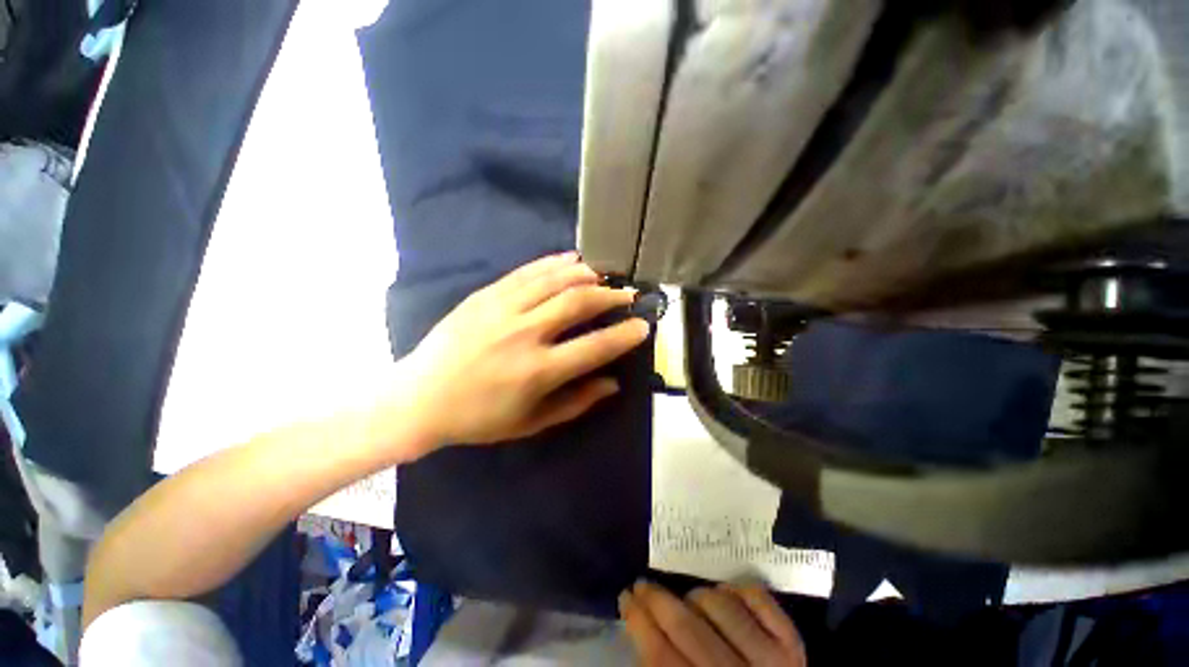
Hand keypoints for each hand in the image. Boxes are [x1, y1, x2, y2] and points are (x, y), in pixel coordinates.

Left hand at [390, 252, 649, 455]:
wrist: (419, 398)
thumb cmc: (478, 418)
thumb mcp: (531, 422)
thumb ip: (576, 402)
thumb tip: (612, 383)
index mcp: (537, 371)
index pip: (595, 347)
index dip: (624, 335)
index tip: (642, 326)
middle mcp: (524, 334)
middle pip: (578, 302)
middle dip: (610, 296)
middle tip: (627, 295)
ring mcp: (502, 309)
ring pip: (554, 280)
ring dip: (586, 275)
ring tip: (604, 276)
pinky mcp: (485, 295)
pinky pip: (526, 272)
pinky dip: (553, 263)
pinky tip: (571, 260)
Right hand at [620, 581, 805, 666]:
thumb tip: (644, 629)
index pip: (661, 657)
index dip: (638, 622)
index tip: (625, 597)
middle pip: (687, 627)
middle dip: (656, 599)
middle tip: (641, 584)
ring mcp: (772, 660)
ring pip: (720, 605)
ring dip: (697, 595)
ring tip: (688, 599)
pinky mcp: (792, 643)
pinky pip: (758, 597)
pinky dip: (737, 589)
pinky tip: (726, 595)